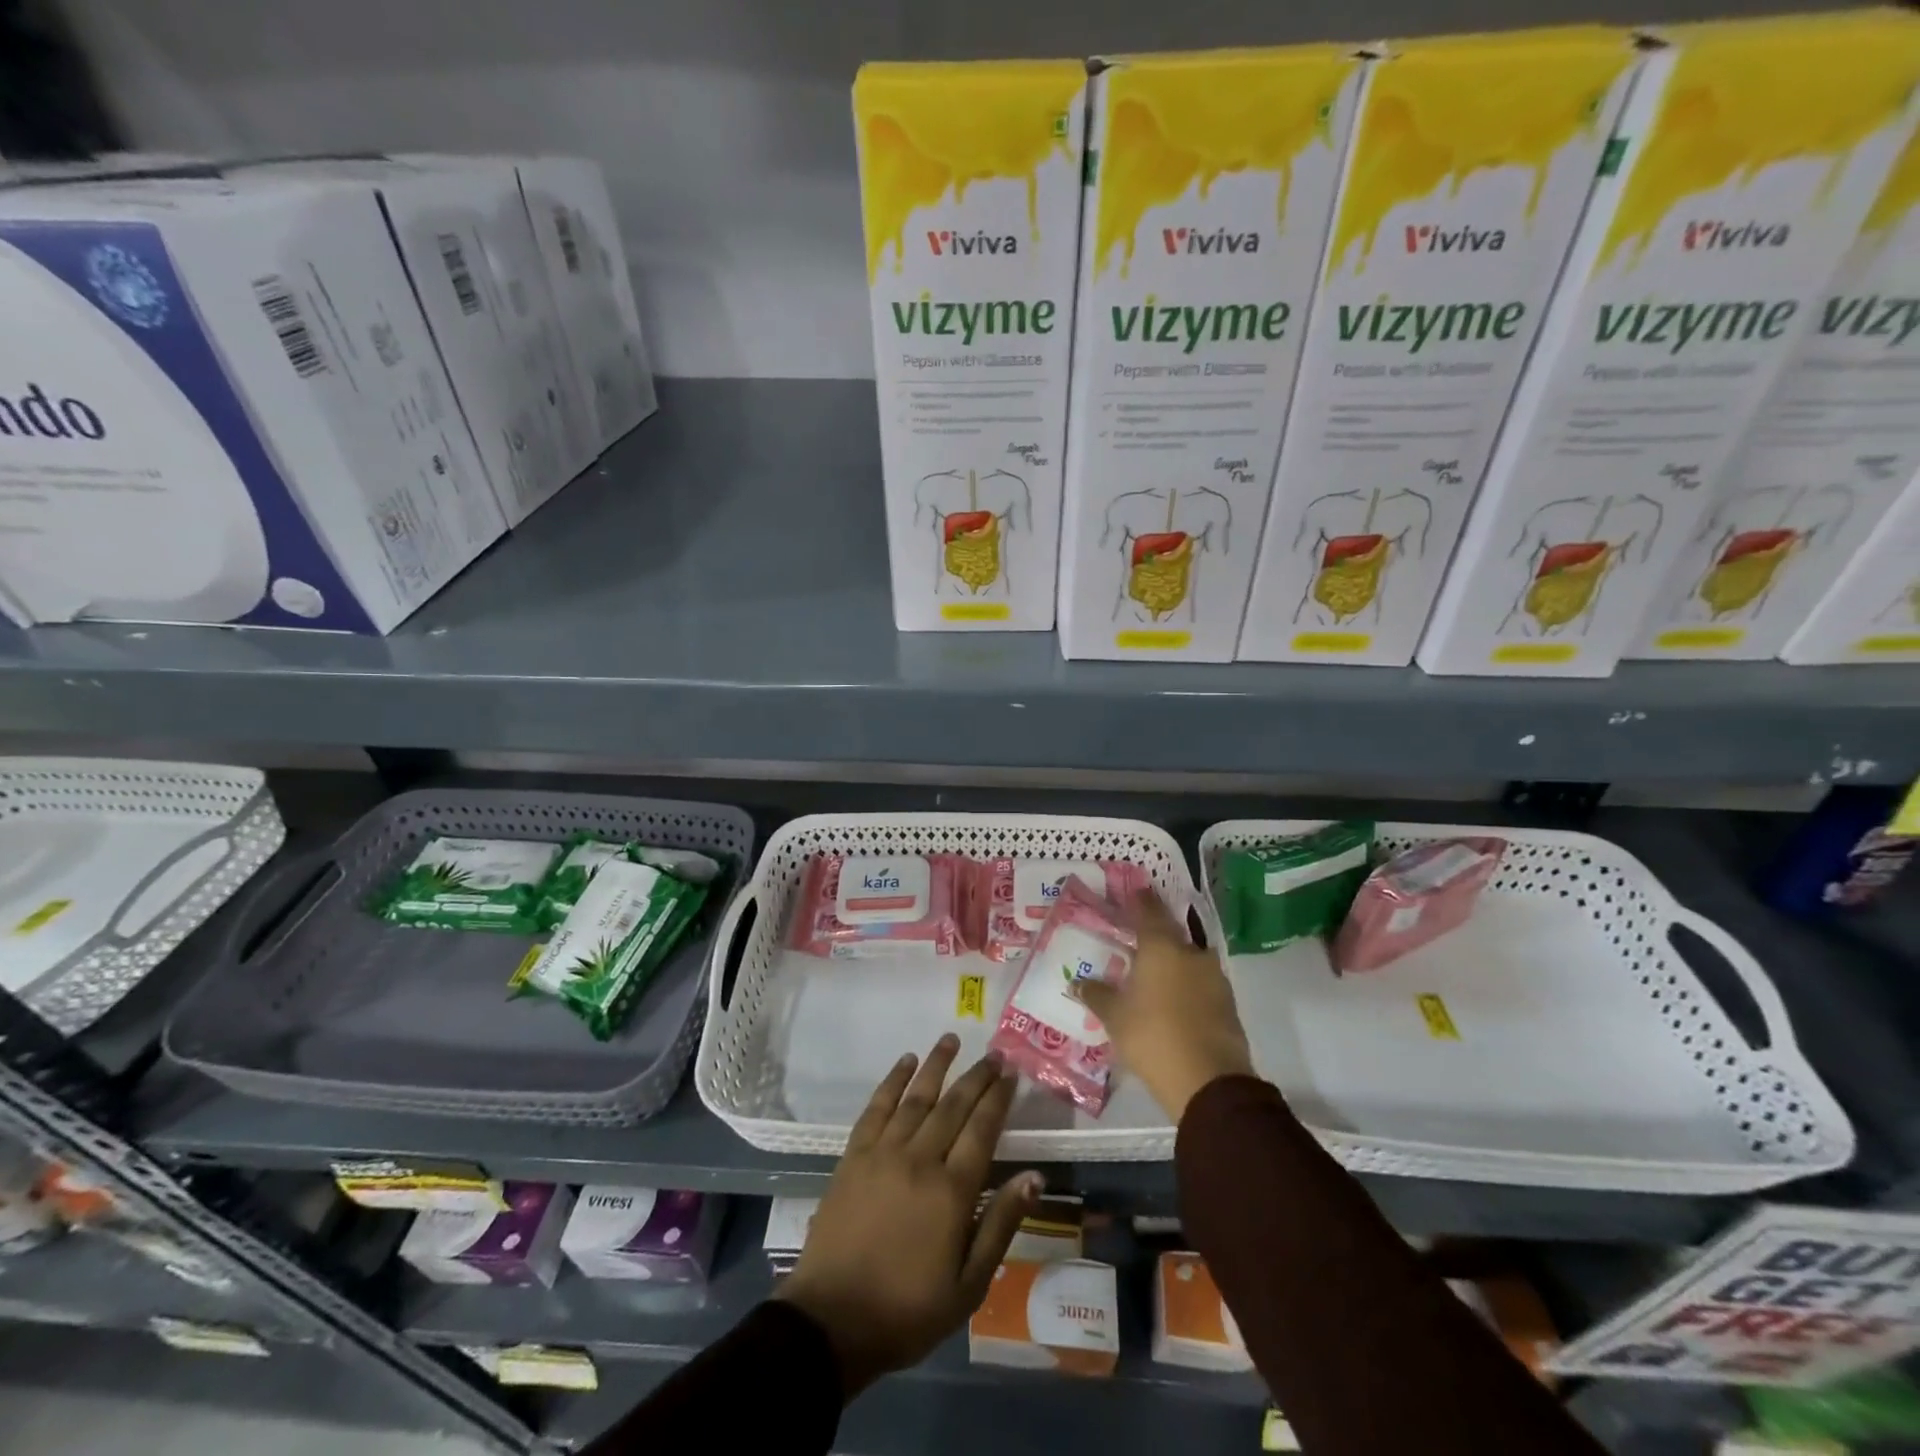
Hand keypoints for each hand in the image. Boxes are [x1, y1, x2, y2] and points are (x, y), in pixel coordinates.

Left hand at [775, 1035, 1040, 1398]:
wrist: (831, 1321)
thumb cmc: (907, 1310)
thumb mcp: (968, 1285)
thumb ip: (1001, 1225)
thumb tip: (1034, 1177)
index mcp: (952, 1192)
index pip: (982, 1130)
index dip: (998, 1099)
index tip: (1011, 1074)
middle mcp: (920, 1160)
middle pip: (953, 1106)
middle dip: (976, 1076)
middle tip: (994, 1053)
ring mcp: (883, 1153)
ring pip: (916, 1097)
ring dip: (936, 1065)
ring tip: (951, 1040)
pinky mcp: (854, 1155)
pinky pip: (876, 1107)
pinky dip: (892, 1081)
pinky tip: (905, 1062)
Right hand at [1075, 889, 1255, 1120]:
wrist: (1210, 1081)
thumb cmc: (1153, 1037)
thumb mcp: (1115, 1017)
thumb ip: (1096, 995)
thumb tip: (1077, 981)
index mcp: (1161, 947)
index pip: (1148, 910)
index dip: (1139, 900)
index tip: (1132, 892)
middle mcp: (1191, 952)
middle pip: (1171, 932)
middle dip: (1154, 932)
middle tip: (1136, 936)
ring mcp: (1214, 977)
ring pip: (1188, 957)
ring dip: (1172, 959)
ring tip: (1153, 970)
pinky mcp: (1227, 1001)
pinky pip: (1201, 981)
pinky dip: (1186, 982)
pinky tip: (1173, 996)